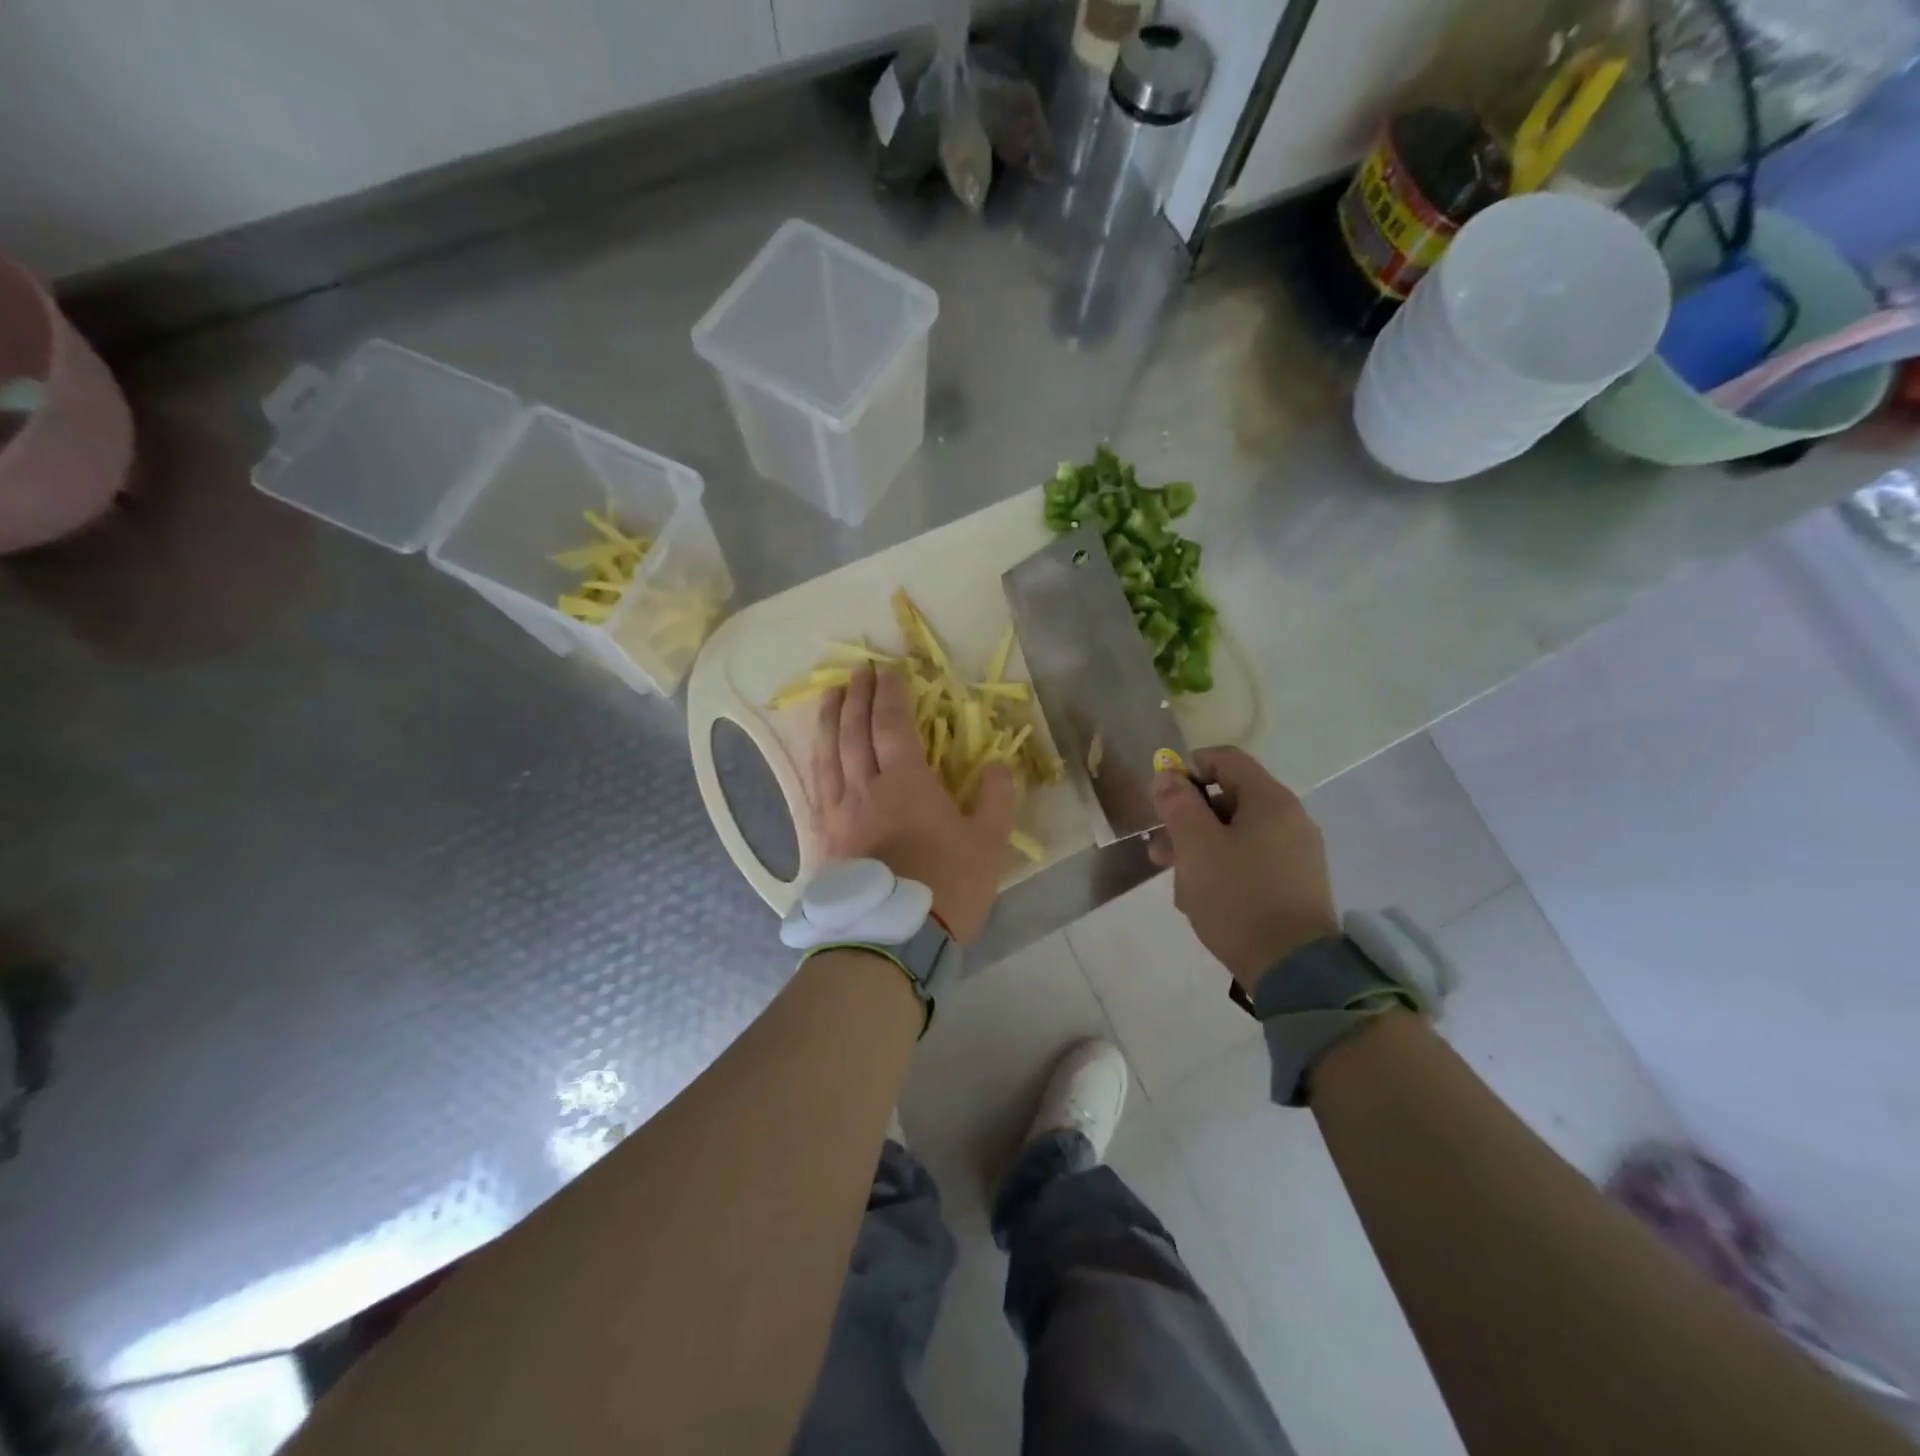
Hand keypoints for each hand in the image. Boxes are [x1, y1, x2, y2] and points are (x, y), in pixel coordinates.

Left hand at [812, 665, 1014, 945]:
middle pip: (854, 731)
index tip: (888, 669)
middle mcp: (864, 788)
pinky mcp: (822, 839)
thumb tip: (1000, 766)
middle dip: (857, 696)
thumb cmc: (947, 888)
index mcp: (906, 783)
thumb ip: (996, 799)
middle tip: (858, 670)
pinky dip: (814, 762)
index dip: (890, 694)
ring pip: (827, 755)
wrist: (893, 940)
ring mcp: (838, 813)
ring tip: (829, 696)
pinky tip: (814, 756)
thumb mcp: (988, 844)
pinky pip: (813, 788)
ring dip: (828, 720)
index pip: (893, 724)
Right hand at [1147, 747, 1338, 990]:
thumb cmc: (1238, 896)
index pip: (1225, 759)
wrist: (1293, 969)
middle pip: (1228, 799)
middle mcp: (1289, 819)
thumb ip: (1177, 804)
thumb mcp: (1195, 846)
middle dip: (1187, 820)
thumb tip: (1167, 775)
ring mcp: (1295, 854)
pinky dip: (1222, 870)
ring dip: (1199, 850)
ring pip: (1235, 835)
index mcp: (1270, 800)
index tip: (1162, 799)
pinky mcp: (1294, 885)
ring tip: (1176, 884)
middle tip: (1159, 850)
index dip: (1188, 769)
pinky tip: (1203, 899)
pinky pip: (1250, 862)